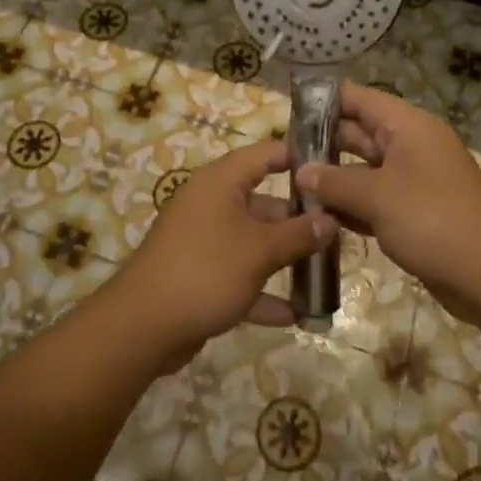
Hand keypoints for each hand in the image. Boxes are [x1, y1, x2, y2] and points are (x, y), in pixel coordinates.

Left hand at [111, 139, 335, 372]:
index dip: (298, 156)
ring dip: (284, 257)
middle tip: (339, 228)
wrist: (142, 326)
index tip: (333, 166)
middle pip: (263, 200)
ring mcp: (204, 240)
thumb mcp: (259, 251)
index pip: (265, 154)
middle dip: (298, 218)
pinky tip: (295, 314)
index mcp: (221, 182)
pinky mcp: (200, 275)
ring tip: (325, 270)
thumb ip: (298, 235)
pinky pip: (239, 275)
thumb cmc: (206, 270)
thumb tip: (331, 220)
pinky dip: (263, 291)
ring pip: (253, 240)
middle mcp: (211, 203)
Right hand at [294, 83, 480, 322]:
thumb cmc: (433, 220)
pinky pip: (375, 199)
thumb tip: (303, 172)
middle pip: (361, 133)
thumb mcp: (378, 196)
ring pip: (365, 170)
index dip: (327, 99)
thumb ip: (335, 182)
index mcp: (408, 127)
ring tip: (292, 184)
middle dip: (324, 142)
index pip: (361, 99)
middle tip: (282, 153)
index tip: (291, 107)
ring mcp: (414, 181)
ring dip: (334, 178)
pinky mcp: (415, 213)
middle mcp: (411, 146)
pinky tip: (320, 216)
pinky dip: (351, 205)